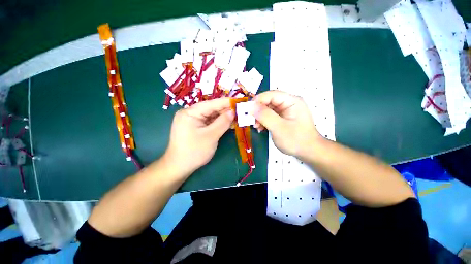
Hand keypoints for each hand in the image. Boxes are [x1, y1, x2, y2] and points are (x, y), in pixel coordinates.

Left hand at [164, 98, 234, 175]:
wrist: (180, 167)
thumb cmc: (194, 151)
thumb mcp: (211, 136)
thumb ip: (222, 122)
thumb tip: (232, 112)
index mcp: (190, 113)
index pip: (211, 104)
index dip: (226, 102)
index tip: (239, 100)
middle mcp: (190, 113)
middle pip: (211, 109)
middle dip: (226, 110)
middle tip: (240, 109)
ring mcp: (192, 120)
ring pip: (211, 115)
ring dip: (223, 116)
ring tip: (237, 115)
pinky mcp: (195, 127)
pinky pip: (209, 122)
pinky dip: (218, 122)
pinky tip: (228, 122)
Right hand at [253, 90, 321, 158]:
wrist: (309, 152)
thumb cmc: (296, 140)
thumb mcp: (279, 128)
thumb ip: (265, 116)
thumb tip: (251, 107)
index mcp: (292, 101)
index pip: (271, 95)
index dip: (258, 100)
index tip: (247, 109)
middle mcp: (289, 103)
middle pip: (269, 101)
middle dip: (258, 111)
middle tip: (251, 120)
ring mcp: (286, 111)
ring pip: (268, 109)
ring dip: (260, 117)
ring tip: (256, 126)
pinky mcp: (283, 118)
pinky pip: (270, 115)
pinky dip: (264, 121)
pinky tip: (260, 128)